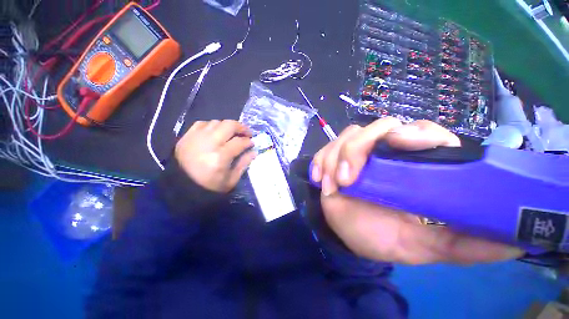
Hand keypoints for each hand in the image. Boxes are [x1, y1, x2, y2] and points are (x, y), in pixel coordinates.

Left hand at [175, 120, 255, 192]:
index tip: (252, 143)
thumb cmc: (210, 187)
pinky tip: (215, 132)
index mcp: (220, 157)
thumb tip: (254, 151)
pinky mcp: (186, 137)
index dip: (248, 141)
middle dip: (241, 127)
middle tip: (246, 133)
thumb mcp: (231, 180)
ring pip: (216, 122)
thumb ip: (244, 163)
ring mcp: (195, 138)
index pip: (239, 142)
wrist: (181, 188)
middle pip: (229, 125)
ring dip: (227, 127)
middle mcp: (208, 143)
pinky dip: (212, 126)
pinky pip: (202, 123)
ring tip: (231, 134)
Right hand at [311, 118, 523, 263]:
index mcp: (414, 167)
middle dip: (358, 147)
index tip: (399, 142)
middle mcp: (384, 154)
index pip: (422, 132)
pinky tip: (319, 179)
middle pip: (376, 128)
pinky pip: (325, 150)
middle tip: (349, 178)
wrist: (354, 237)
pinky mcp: (334, 161)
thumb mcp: (428, 246)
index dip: (414, 132)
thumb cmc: (388, 238)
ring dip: (336, 157)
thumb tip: (518, 246)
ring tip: (333, 186)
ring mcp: (356, 156)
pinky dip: (320, 161)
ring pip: (347, 137)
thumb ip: (467, 245)